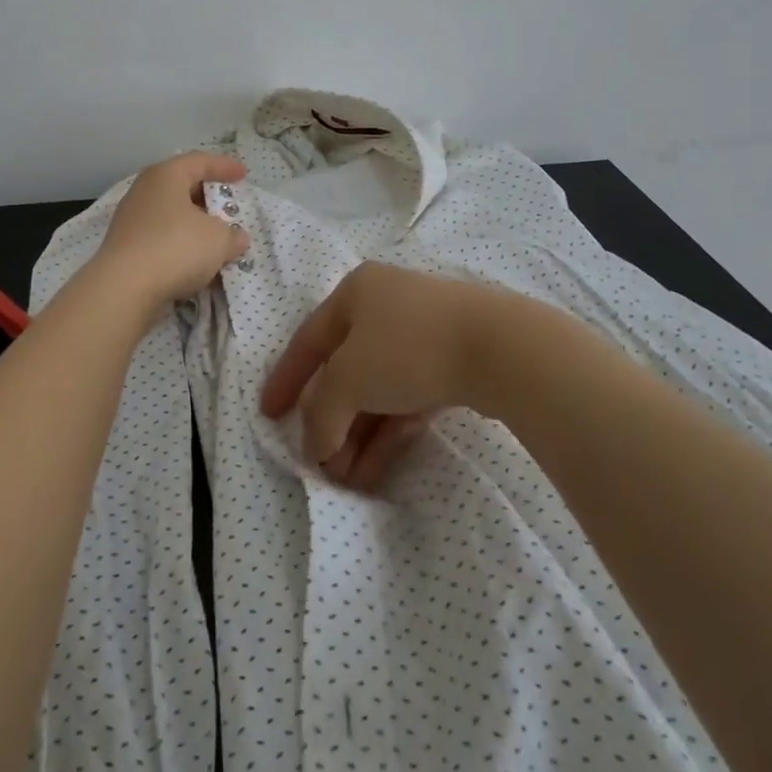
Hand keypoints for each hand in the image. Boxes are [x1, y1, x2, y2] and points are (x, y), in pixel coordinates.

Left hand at [92, 151, 250, 308]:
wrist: (123, 289)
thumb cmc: (176, 247)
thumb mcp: (218, 239)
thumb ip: (232, 235)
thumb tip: (235, 238)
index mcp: (165, 176)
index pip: (199, 161)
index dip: (224, 166)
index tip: (243, 175)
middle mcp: (144, 192)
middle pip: (181, 187)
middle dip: (207, 198)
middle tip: (227, 207)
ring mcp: (131, 221)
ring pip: (170, 216)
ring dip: (194, 226)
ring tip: (215, 240)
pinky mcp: (125, 249)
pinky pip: (161, 239)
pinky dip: (180, 246)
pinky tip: (195, 263)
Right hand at [259, 263, 499, 492]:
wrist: (502, 348)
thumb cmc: (408, 348)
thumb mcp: (349, 378)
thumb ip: (322, 414)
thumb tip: (317, 446)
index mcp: (356, 292)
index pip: (308, 340)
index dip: (286, 380)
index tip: (269, 414)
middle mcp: (386, 306)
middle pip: (346, 372)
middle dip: (331, 422)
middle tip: (321, 464)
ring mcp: (423, 333)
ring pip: (378, 390)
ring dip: (359, 434)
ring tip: (348, 479)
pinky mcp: (453, 362)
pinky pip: (408, 398)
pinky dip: (389, 430)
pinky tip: (376, 468)